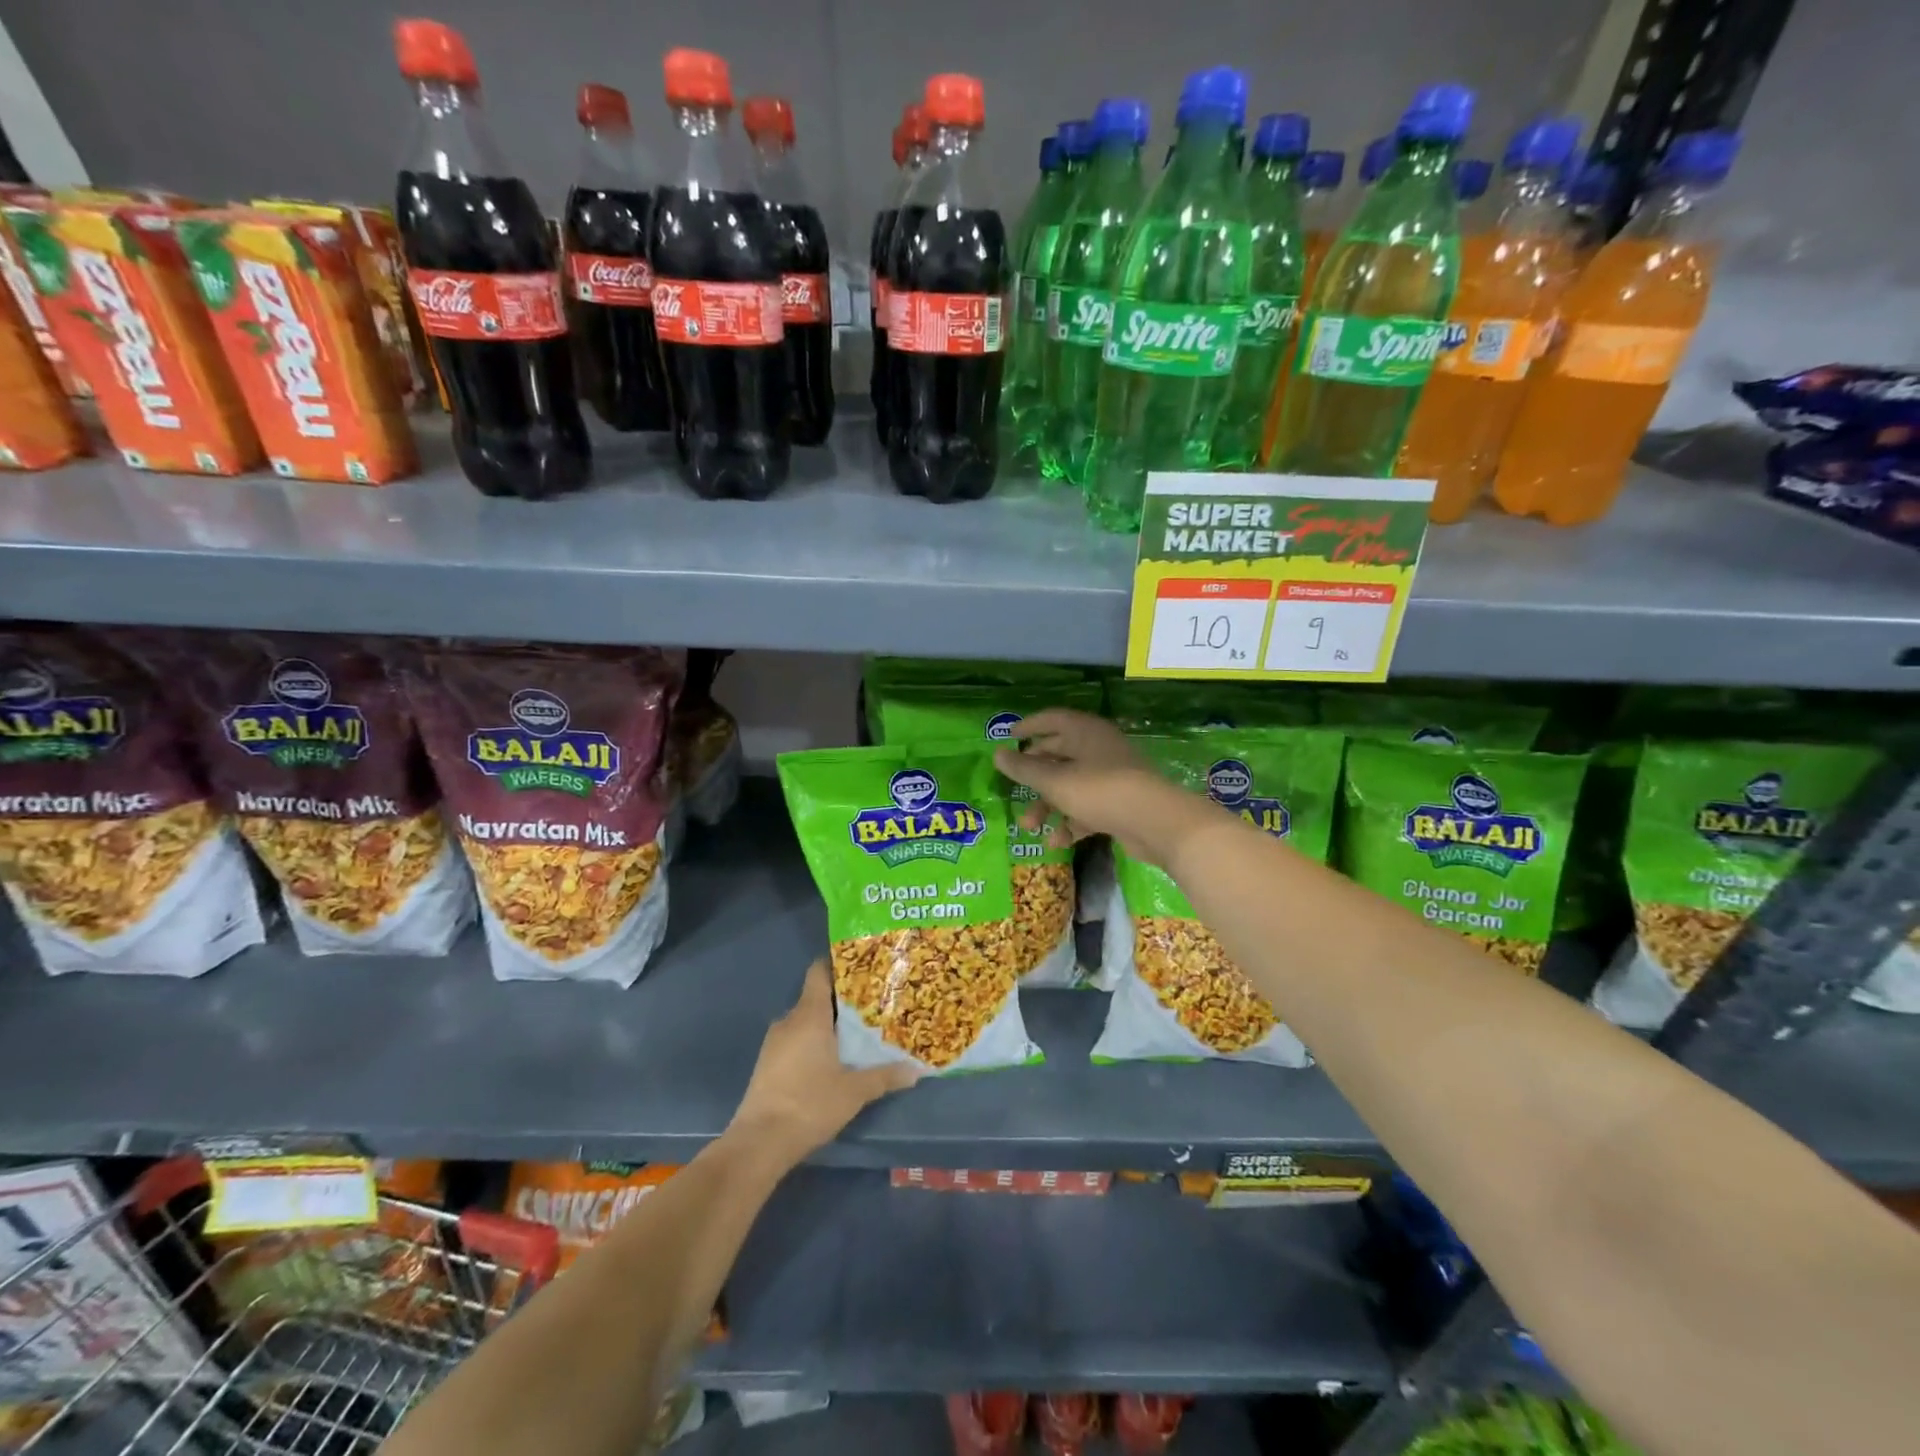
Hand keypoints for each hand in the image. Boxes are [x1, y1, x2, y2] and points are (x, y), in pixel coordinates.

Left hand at [727, 959, 917, 1170]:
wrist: (759, 1143)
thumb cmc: (810, 1104)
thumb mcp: (855, 1091)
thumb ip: (885, 1076)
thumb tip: (916, 1070)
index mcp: (809, 1015)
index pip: (819, 972)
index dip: (839, 964)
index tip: (863, 966)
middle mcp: (789, 1020)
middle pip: (816, 996)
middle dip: (842, 1000)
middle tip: (871, 1005)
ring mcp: (774, 1042)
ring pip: (805, 1021)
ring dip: (827, 1024)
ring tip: (856, 1033)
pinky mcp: (767, 1064)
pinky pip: (795, 1040)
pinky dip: (812, 1042)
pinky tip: (831, 1059)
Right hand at [993, 709, 1212, 867]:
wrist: (1155, 821)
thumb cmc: (1099, 790)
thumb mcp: (1055, 780)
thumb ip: (1024, 769)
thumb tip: (997, 754)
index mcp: (1085, 732)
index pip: (1052, 719)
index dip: (1030, 726)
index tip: (1010, 736)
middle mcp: (1098, 748)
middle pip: (1059, 754)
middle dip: (1034, 775)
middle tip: (1014, 788)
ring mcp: (1111, 776)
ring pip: (1071, 785)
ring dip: (1048, 805)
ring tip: (1029, 826)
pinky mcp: (1120, 803)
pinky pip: (1087, 808)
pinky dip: (1071, 821)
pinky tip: (1057, 842)